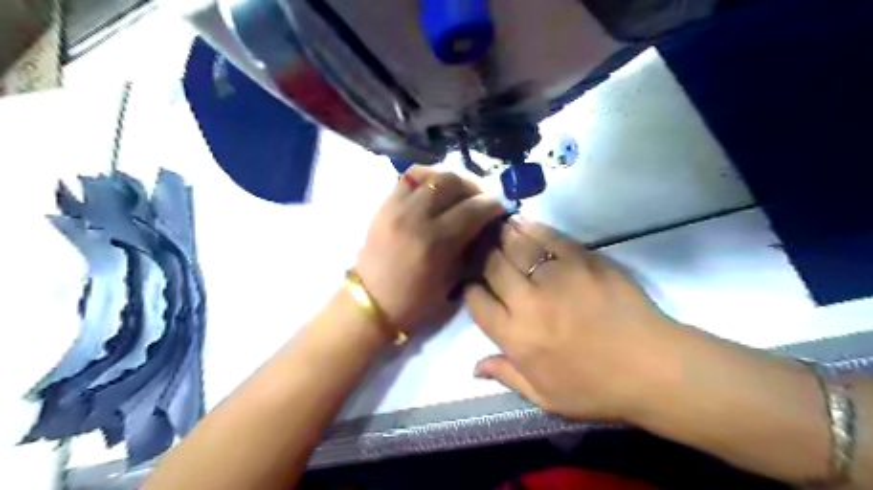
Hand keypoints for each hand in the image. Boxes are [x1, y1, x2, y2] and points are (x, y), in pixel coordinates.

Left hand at [354, 166, 505, 333]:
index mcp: (435, 241)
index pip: (472, 209)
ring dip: (451, 178)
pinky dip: (427, 178)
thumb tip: (482, 227)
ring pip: (429, 174)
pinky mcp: (384, 204)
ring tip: (459, 191)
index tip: (501, 207)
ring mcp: (396, 206)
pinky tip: (435, 189)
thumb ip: (468, 248)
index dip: (492, 204)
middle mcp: (415, 216)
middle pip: (451, 182)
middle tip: (481, 198)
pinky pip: (408, 178)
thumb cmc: (414, 302)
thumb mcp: (451, 282)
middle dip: (473, 186)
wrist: (370, 302)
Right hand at [466, 217, 684, 419]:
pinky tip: (524, 223)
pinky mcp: (583, 260)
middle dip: (484, 257)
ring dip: (503, 235)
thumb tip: (474, 367)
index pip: (477, 302)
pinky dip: (533, 228)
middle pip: (493, 266)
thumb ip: (507, 376)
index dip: (471, 290)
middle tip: (485, 252)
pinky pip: (550, 237)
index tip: (475, 286)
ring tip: (497, 230)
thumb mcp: (546, 397)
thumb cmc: (597, 388)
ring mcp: (557, 277)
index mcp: (516, 337)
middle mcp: (529, 302)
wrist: (654, 368)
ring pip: (517, 245)